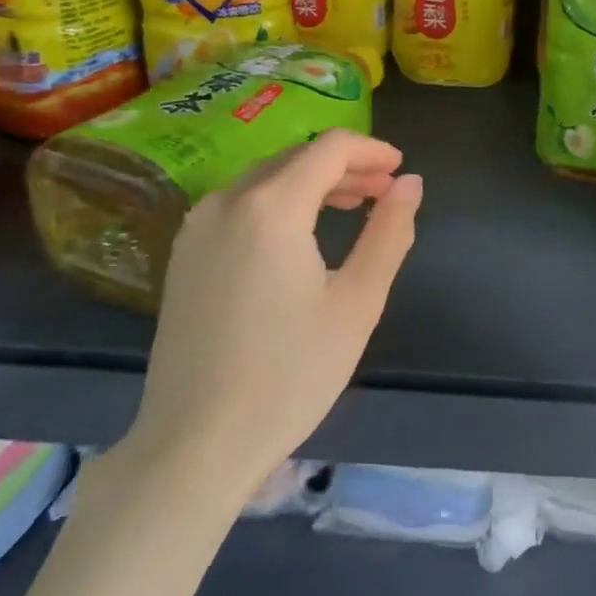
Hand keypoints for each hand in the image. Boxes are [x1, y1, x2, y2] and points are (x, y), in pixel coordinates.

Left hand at [118, 129, 422, 497]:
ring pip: (266, 179)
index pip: (329, 148)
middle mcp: (227, 201)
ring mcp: (198, 227)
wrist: (195, 446)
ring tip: (352, 207)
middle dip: (345, 167)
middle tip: (385, 192)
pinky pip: (240, 205)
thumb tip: (410, 183)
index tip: (400, 169)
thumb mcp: (357, 303)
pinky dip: (279, 203)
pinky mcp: (184, 255)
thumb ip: (389, 232)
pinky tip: (301, 234)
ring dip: (312, 183)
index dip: (370, 150)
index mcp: (271, 207)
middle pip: (296, 158)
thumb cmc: (289, 375)